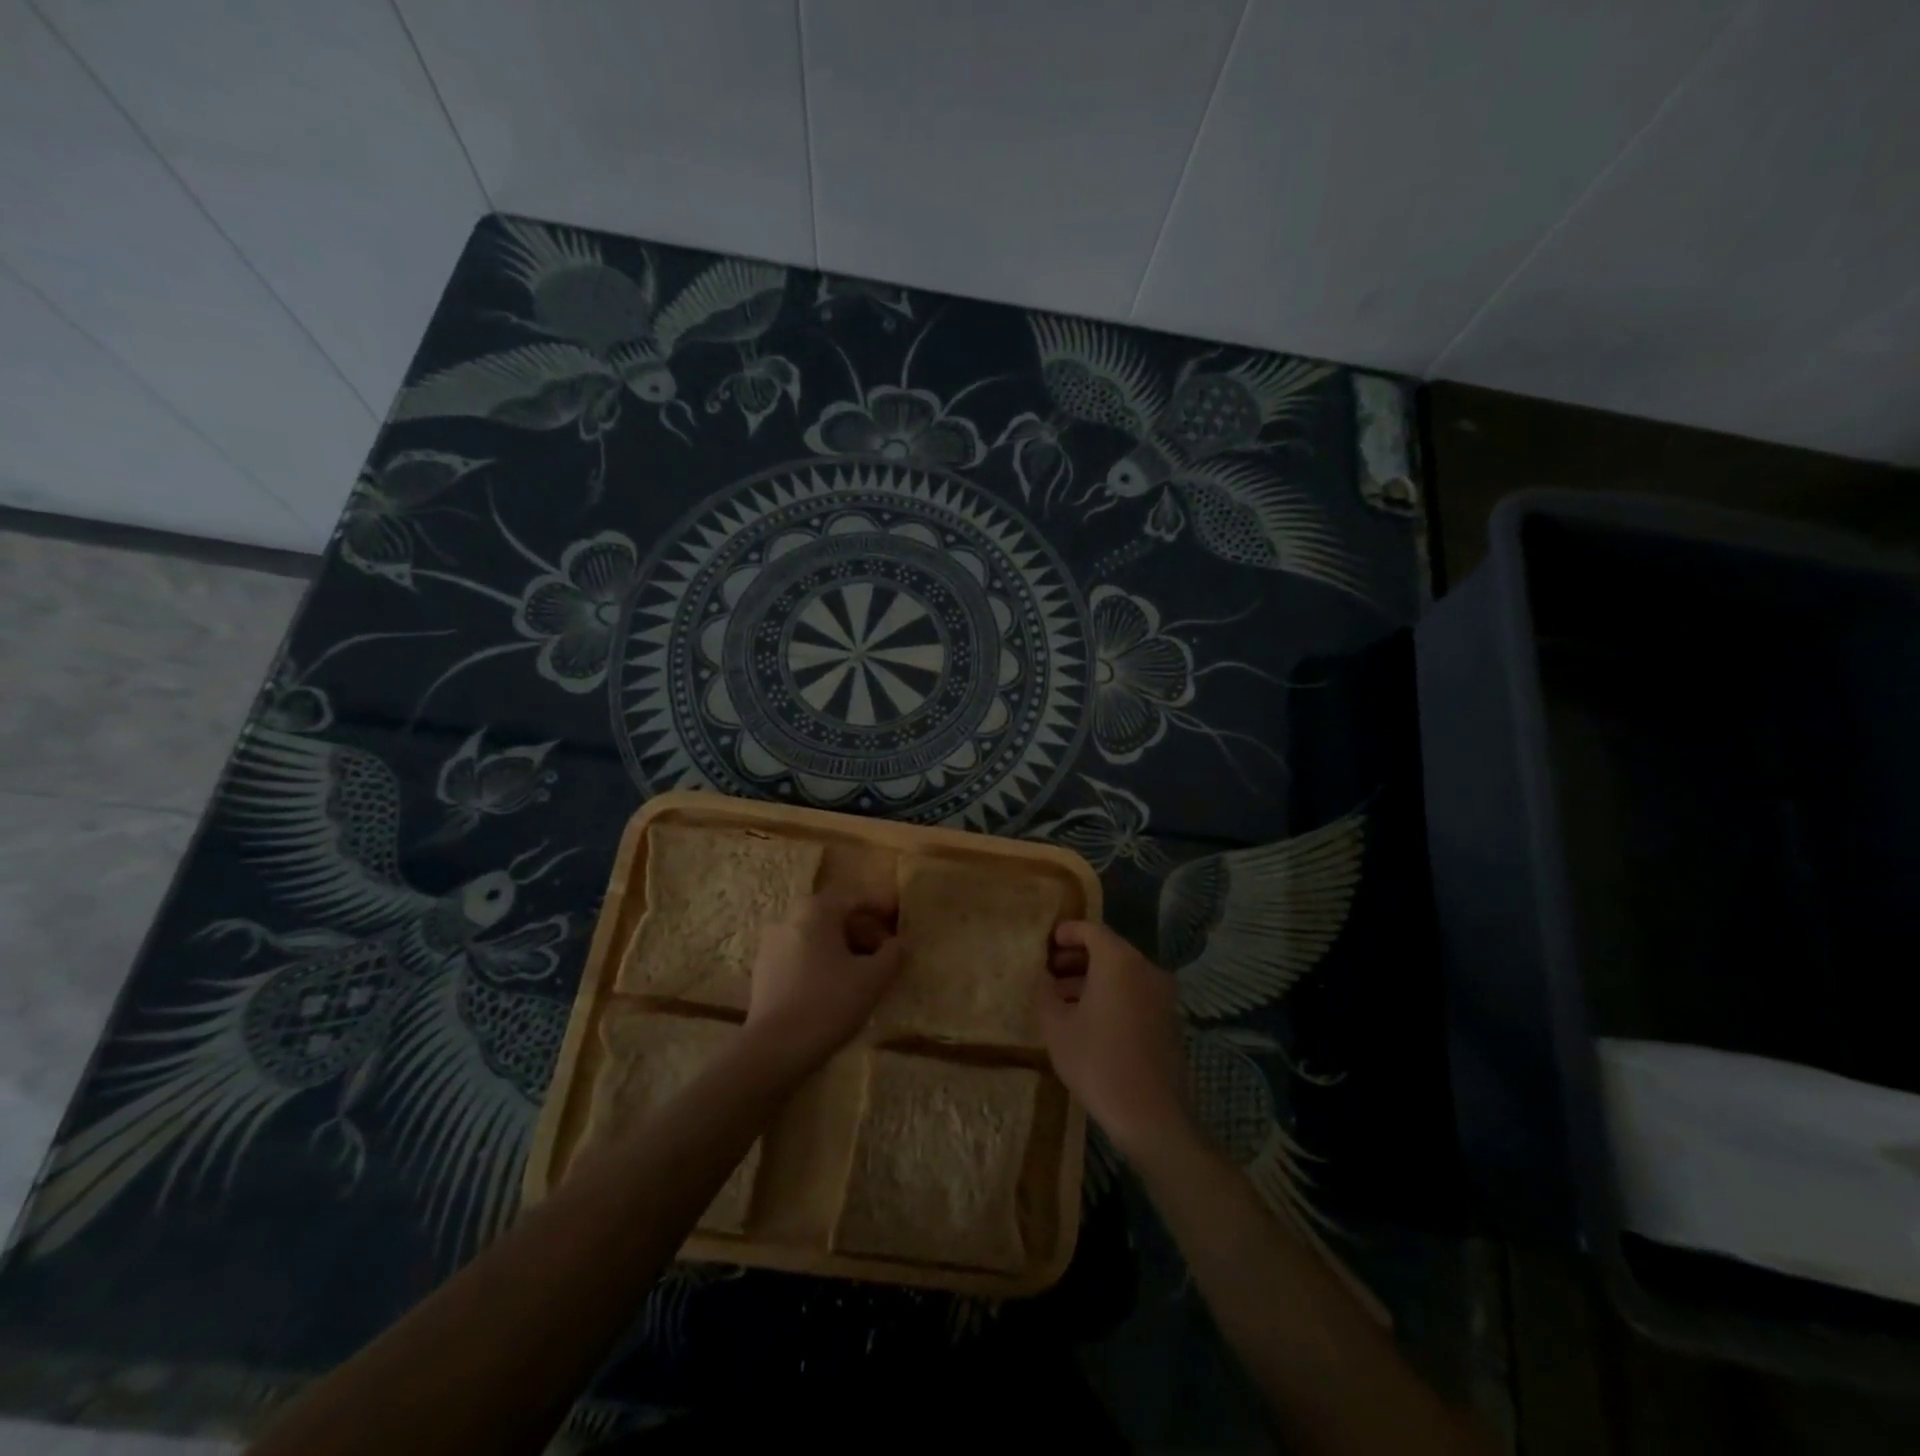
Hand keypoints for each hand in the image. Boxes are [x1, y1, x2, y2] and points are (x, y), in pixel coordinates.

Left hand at [743, 892, 902, 1076]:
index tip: (903, 918)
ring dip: (846, 948)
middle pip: (836, 916)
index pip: (857, 899)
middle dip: (865, 931)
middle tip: (888, 952)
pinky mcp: (764, 970)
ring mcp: (771, 943)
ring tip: (868, 972)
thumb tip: (901, 942)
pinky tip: (839, 986)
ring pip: (819, 937)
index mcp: (815, 909)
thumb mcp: (873, 978)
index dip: (884, 908)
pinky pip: (802, 955)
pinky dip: (824, 962)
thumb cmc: (828, 1003)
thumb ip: (893, 954)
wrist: (774, 1049)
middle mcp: (789, 917)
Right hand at [1036, 921, 1191, 1161]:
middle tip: (1049, 970)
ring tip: (1062, 996)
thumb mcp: (1056, 1026)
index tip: (1046, 943)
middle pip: (1109, 950)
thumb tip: (1042, 977)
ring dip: (1093, 977)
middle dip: (1077, 956)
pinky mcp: (1169, 1020)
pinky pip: (1135, 992)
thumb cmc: (1097, 1062)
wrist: (1151, 1116)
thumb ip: (1044, 992)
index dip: (1067, 932)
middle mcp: (1146, 969)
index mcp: (1119, 962)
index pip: (1092, 930)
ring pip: (1123, 973)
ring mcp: (1162, 995)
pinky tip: (1089, 1018)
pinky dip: (1112, 994)